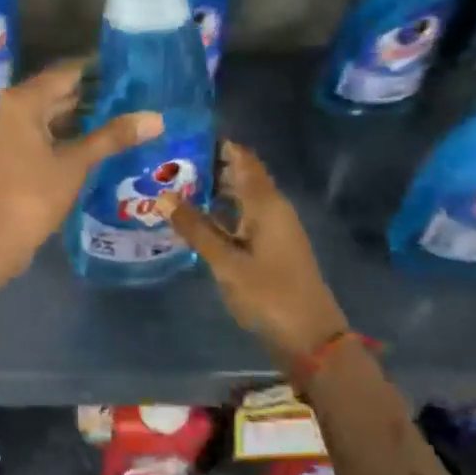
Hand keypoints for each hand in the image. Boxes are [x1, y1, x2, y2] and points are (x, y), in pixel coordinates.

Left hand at [0, 59, 162, 278]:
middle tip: (132, 92)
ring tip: (121, 113)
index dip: (96, 71)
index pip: (64, 73)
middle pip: (54, 91)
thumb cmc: (33, 194)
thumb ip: (113, 137)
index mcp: (21, 101)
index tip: (129, 68)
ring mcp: (4, 131)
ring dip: (79, 115)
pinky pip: (39, 132)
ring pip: (47, 114)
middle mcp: (8, 108)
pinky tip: (93, 140)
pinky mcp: (7, 153)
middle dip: (91, 94)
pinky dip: (64, 133)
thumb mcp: (75, 163)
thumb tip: (156, 118)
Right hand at [158, 141, 348, 367]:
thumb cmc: (269, 295)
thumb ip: (195, 228)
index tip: (182, 135)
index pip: (242, 158)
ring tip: (172, 186)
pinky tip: (193, 219)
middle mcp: (272, 209)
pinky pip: (241, 218)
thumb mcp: (226, 262)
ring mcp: (273, 229)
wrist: (311, 340)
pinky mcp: (270, 248)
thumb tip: (163, 196)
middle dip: (208, 166)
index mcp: (266, 203)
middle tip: (166, 163)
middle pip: (240, 176)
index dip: (217, 144)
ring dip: (212, 190)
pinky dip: (219, 213)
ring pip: (240, 198)